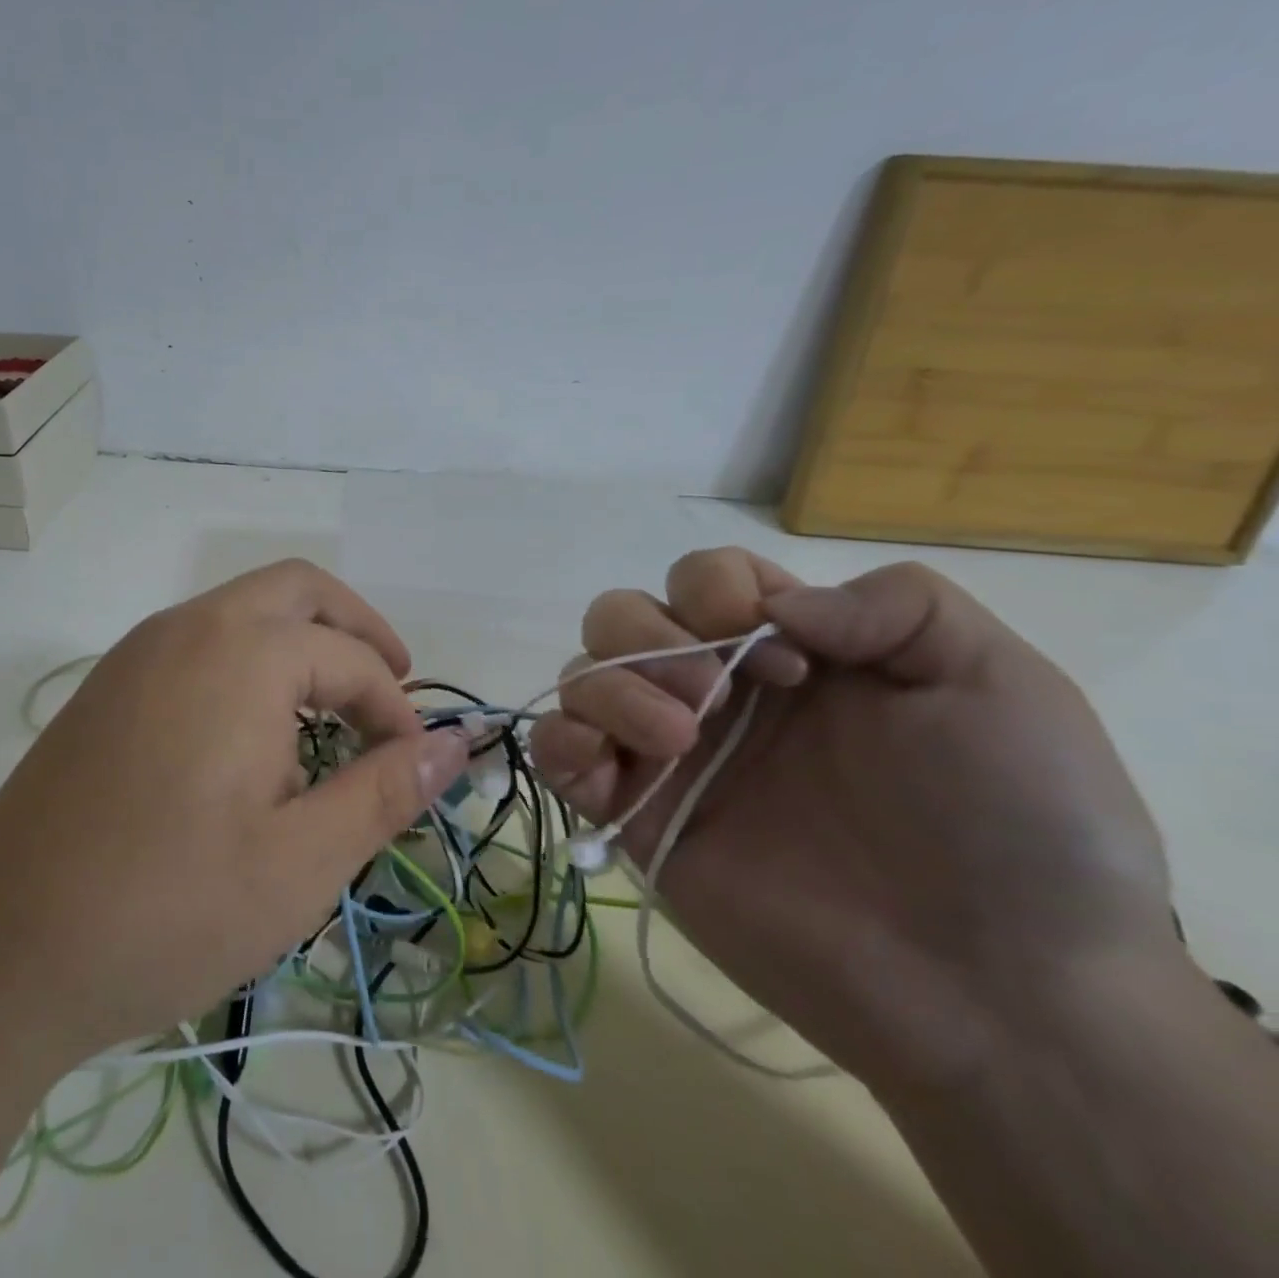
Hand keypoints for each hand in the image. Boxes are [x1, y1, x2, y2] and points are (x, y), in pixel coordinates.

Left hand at [0, 560, 468, 1064]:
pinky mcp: (107, 687)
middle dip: (355, 630)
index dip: (395, 710)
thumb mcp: (300, 862)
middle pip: (297, 590)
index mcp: (242, 653)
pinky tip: (251, 736)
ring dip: (299, 645)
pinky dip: (249, 662)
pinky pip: (200, 643)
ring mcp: (137, 652)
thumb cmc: (167, 909)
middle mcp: (188, 628)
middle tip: (389, 690)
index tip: (411, 769)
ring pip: (242, 611)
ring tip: (327, 720)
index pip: (351, 657)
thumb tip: (454, 745)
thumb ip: (385, 791)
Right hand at [530, 550, 1179, 1093]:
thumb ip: (896, 604)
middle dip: (651, 636)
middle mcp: (715, 694)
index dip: (715, 588)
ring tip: (677, 740)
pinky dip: (559, 741)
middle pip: (621, 615)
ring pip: (581, 676)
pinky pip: (556, 754)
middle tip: (714, 694)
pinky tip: (603, 766)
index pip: (701, 578)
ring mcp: (667, 756)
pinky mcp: (634, 817)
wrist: (998, 992)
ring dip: (610, 687)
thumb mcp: (995, 680)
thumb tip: (776, 607)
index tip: (785, 658)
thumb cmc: (1014, 825)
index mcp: (788, 653)